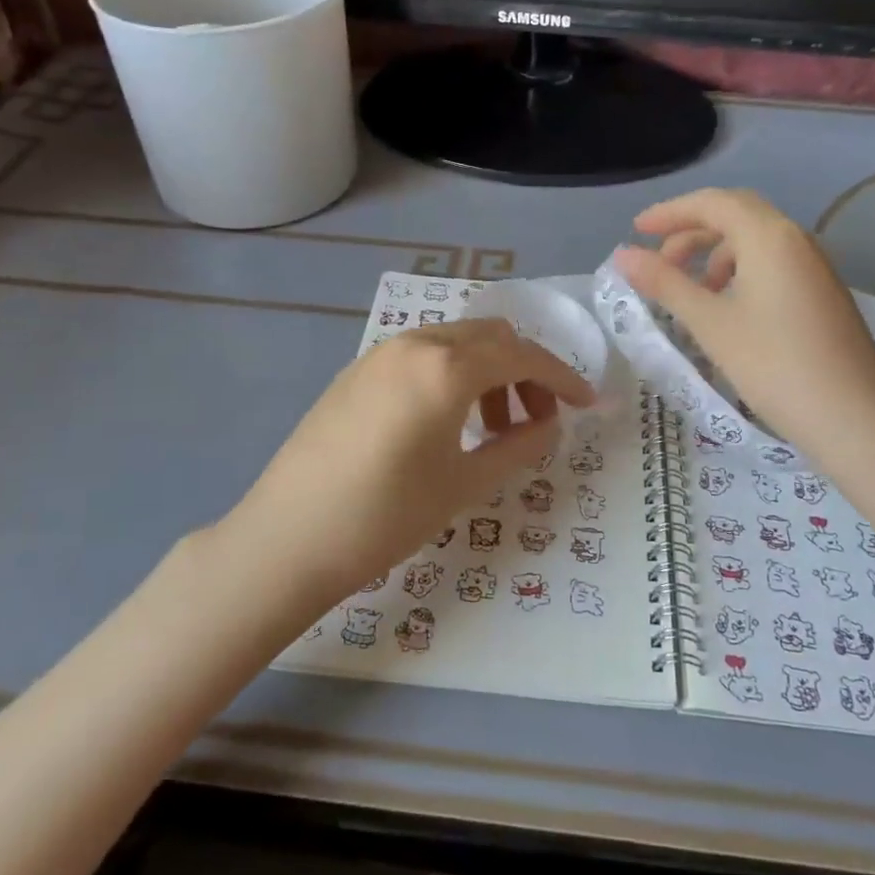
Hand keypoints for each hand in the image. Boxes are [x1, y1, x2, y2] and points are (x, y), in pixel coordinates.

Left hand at [227, 319, 594, 601]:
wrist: (288, 537)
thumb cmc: (386, 515)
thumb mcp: (464, 484)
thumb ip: (518, 447)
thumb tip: (550, 426)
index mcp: (446, 367)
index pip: (522, 355)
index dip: (561, 378)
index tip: (586, 404)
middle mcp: (415, 344)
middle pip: (490, 337)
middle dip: (525, 370)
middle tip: (536, 421)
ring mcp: (380, 354)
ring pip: (454, 342)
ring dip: (487, 373)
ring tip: (492, 430)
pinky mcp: (356, 372)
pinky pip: (421, 356)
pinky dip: (452, 375)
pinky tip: (446, 423)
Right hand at [614, 188, 874, 472]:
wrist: (855, 419)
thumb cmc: (774, 366)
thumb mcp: (710, 323)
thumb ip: (665, 283)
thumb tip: (622, 255)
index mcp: (769, 236)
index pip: (712, 203)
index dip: (670, 212)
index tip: (635, 230)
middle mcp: (796, 239)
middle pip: (736, 213)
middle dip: (692, 228)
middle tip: (658, 258)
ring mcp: (815, 265)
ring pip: (756, 238)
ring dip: (715, 250)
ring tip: (689, 287)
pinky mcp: (822, 291)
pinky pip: (773, 261)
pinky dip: (740, 268)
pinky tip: (726, 305)